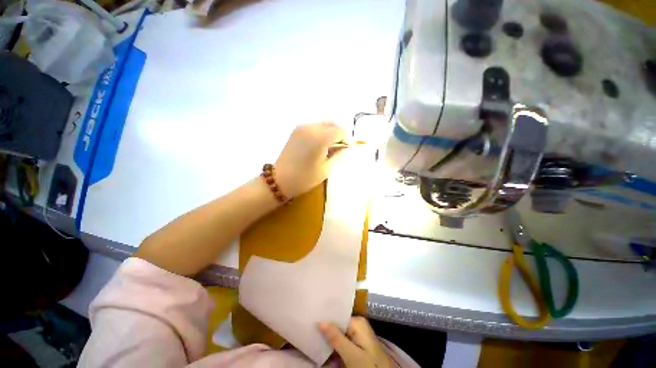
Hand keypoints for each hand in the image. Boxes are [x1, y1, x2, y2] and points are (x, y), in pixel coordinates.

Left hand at [274, 122, 346, 197]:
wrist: (280, 180)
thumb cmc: (305, 178)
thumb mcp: (327, 168)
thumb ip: (339, 154)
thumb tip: (346, 146)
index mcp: (321, 137)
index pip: (341, 130)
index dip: (345, 139)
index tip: (343, 150)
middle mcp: (312, 127)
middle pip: (332, 124)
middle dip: (337, 135)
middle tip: (335, 150)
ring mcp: (302, 127)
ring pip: (323, 125)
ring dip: (328, 134)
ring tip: (324, 149)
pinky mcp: (295, 130)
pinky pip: (313, 127)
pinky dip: (319, 133)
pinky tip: (315, 146)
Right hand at [318, 317, 394, 367]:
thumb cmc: (369, 366)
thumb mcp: (351, 354)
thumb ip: (336, 337)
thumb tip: (319, 321)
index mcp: (357, 322)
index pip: (337, 316)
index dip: (325, 320)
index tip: (312, 321)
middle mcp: (358, 325)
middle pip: (337, 325)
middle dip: (326, 331)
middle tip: (311, 331)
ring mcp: (358, 335)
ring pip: (339, 335)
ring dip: (329, 340)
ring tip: (314, 338)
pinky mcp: (357, 346)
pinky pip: (343, 342)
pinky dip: (335, 347)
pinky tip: (325, 348)